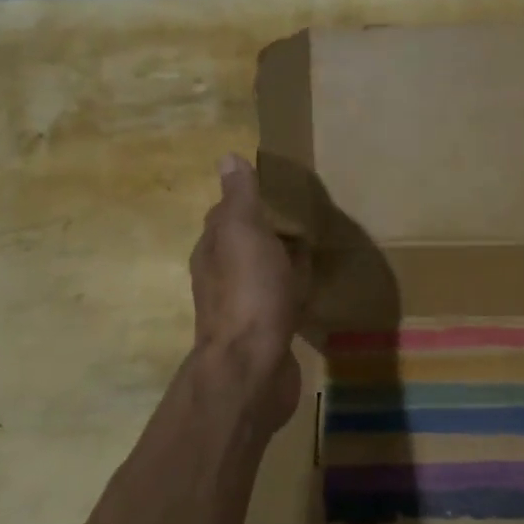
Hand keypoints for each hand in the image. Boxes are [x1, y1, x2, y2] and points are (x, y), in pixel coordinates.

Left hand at [191, 154, 307, 430]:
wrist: (253, 365)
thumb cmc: (250, 292)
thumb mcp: (244, 233)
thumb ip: (239, 199)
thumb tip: (228, 158)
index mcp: (212, 250)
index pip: (224, 216)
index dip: (246, 202)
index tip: (277, 192)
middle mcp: (220, 278)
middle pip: (242, 246)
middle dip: (266, 233)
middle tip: (301, 220)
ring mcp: (241, 308)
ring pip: (261, 274)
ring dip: (280, 263)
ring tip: (311, 251)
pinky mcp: (264, 333)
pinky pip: (279, 301)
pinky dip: (292, 291)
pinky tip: (311, 291)